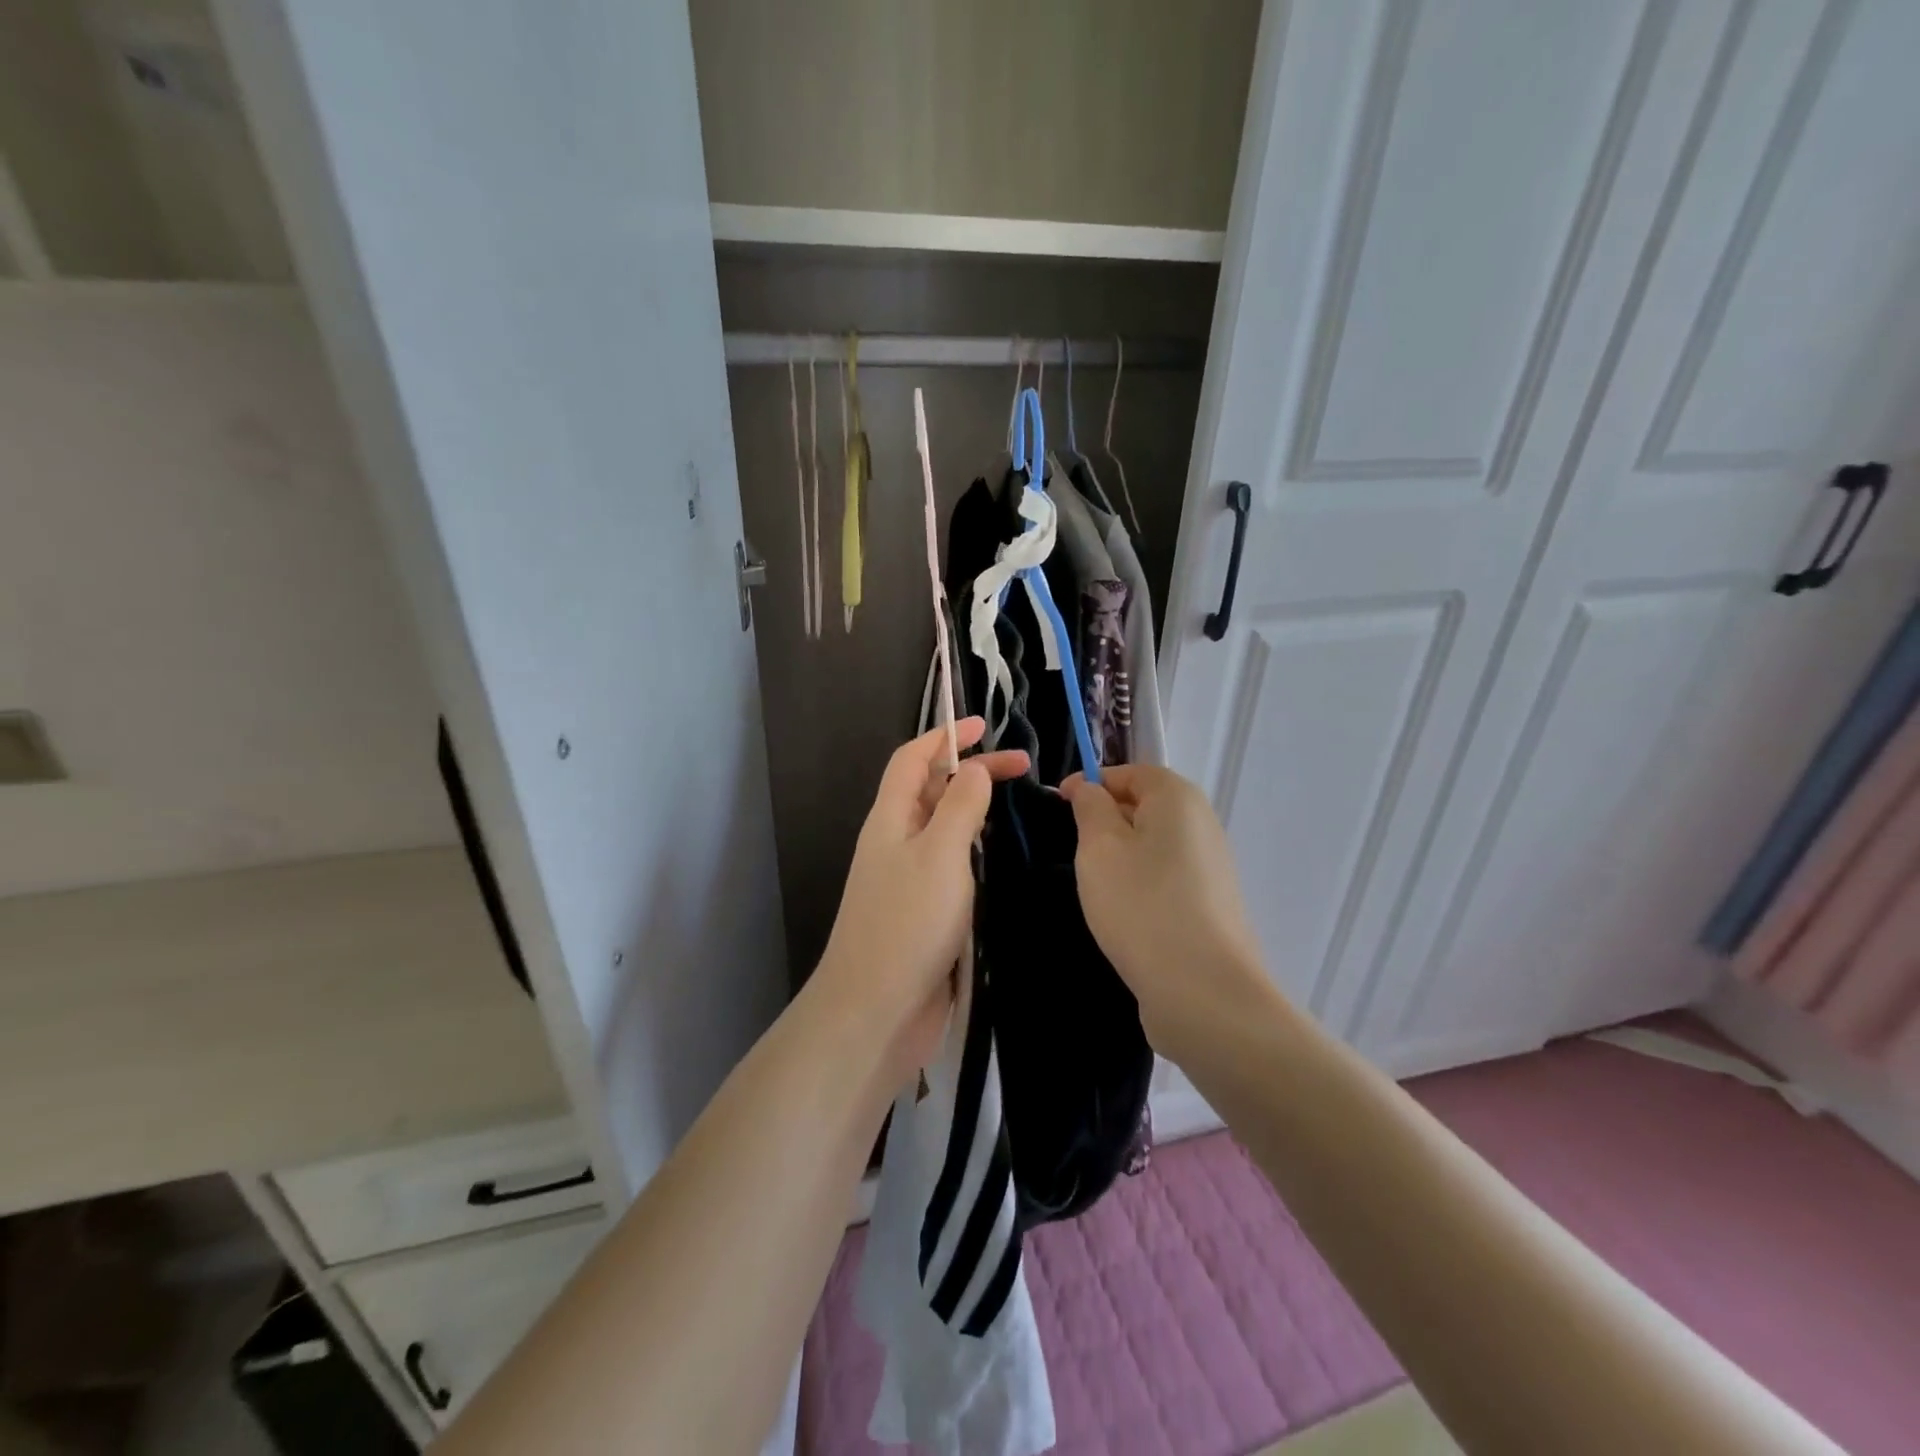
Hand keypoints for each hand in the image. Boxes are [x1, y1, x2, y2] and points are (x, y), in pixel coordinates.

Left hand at [815, 718, 1028, 1080]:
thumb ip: (959, 805)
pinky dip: (973, 850)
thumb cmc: (908, 923)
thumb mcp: (940, 853)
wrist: (876, 1011)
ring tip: (1016, 807)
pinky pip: (949, 865)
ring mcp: (907, 879)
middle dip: (971, 771)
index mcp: (890, 819)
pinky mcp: (922, 913)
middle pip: (930, 790)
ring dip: (973, 810)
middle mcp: (895, 842)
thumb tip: (973, 769)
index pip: (913, 759)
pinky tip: (998, 859)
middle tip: (1024, 769)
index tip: (984, 724)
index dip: (945, 736)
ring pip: (940, 828)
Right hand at [1061, 764, 1278, 1055]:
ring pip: (1153, 844)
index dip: (1090, 783)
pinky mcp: (1210, 905)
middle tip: (1071, 849)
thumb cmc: (1141, 906)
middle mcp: (1202, 824)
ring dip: (1120, 856)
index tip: (1057, 806)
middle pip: (1144, 806)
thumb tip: (1089, 788)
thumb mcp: (1099, 848)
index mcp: (1178, 798)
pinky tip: (1123, 913)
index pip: (1129, 771)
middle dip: (1105, 820)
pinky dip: (1139, 884)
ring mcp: (1211, 867)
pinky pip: (1165, 877)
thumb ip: (1090, 807)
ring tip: (1094, 885)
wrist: (1204, 992)